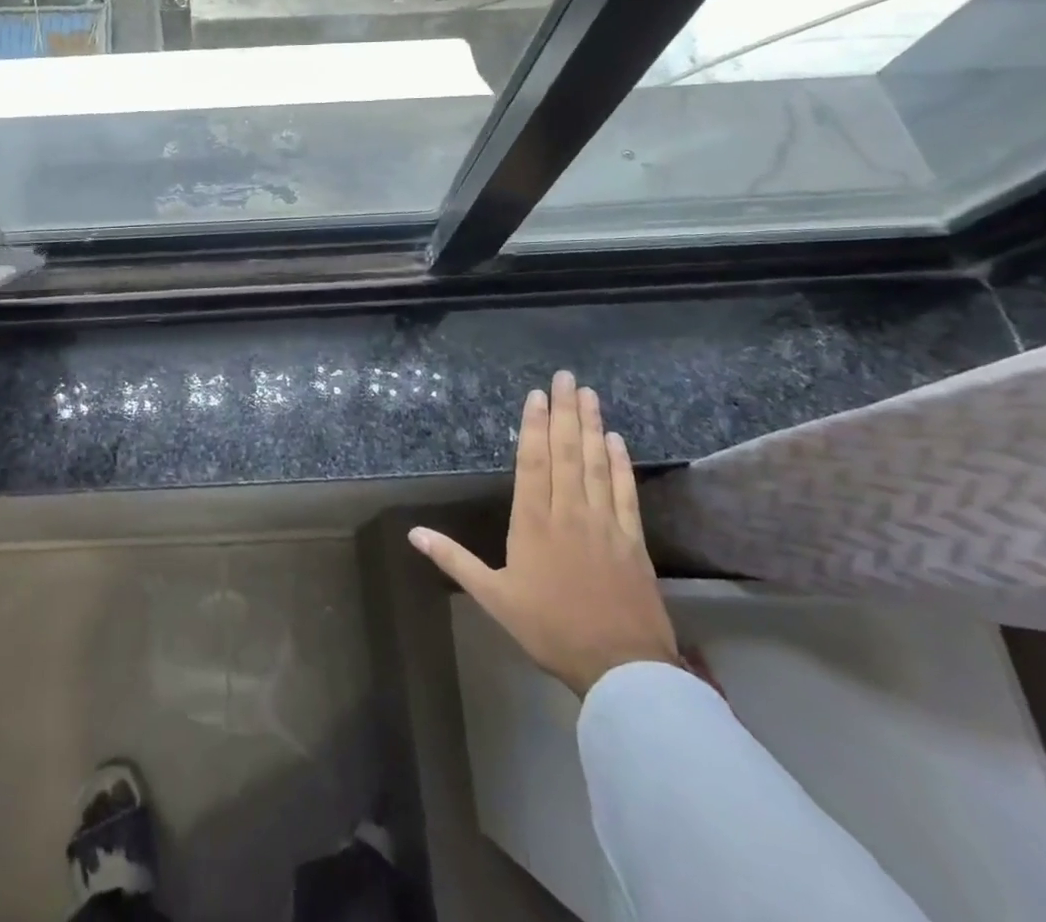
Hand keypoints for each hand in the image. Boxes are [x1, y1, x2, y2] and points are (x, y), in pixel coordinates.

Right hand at [411, 371, 677, 696]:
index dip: (534, 426)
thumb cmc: (549, 629)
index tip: (537, 395)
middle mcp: (568, 513)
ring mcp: (604, 524)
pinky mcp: (632, 541)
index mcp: (533, 523)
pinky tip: (615, 441)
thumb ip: (454, 559)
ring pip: (594, 465)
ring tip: (589, 394)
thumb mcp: (493, 597)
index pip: (532, 463)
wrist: (621, 668)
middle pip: (565, 453)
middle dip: (565, 412)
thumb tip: (413, 533)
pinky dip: (619, 464)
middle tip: (566, 377)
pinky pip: (624, 493)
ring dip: (591, 427)